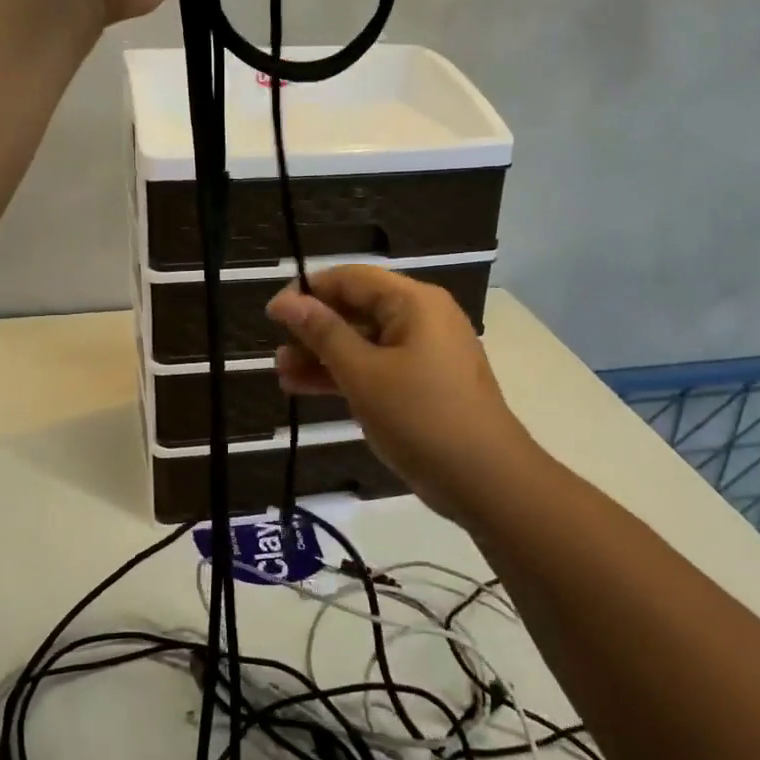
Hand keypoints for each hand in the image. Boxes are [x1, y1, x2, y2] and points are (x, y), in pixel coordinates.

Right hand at [267, 266, 539, 524]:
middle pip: (357, 309)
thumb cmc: (420, 417)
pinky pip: (378, 367)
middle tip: (277, 351)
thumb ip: (323, 333)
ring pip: (364, 342)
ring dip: (324, 356)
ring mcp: (425, 352)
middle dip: (314, 329)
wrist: (486, 481)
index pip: (351, 279)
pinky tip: (305, 389)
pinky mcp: (424, 384)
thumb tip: (285, 300)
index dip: (309, 291)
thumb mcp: (363, 373)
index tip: (273, 313)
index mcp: (414, 302)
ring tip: (282, 374)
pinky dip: (346, 375)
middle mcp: (422, 318)